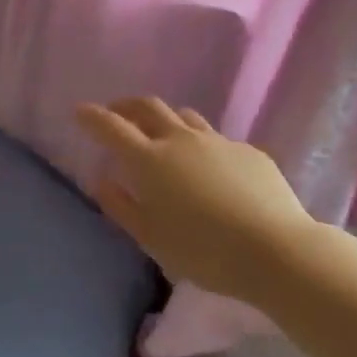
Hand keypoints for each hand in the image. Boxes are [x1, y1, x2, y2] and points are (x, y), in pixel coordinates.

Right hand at [75, 97, 317, 301]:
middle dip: (126, 105)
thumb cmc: (204, 250)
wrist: (276, 251)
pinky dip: (201, 146)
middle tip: (116, 112)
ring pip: (184, 116)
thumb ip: (121, 206)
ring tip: (162, 133)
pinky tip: (209, 168)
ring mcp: (217, 142)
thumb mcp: (151, 237)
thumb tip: (102, 180)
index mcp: (149, 160)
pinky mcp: (248, 152)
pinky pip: (217, 140)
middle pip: (147, 107)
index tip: (80, 111)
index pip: (111, 127)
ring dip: (165, 119)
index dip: (92, 116)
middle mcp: (180, 140)